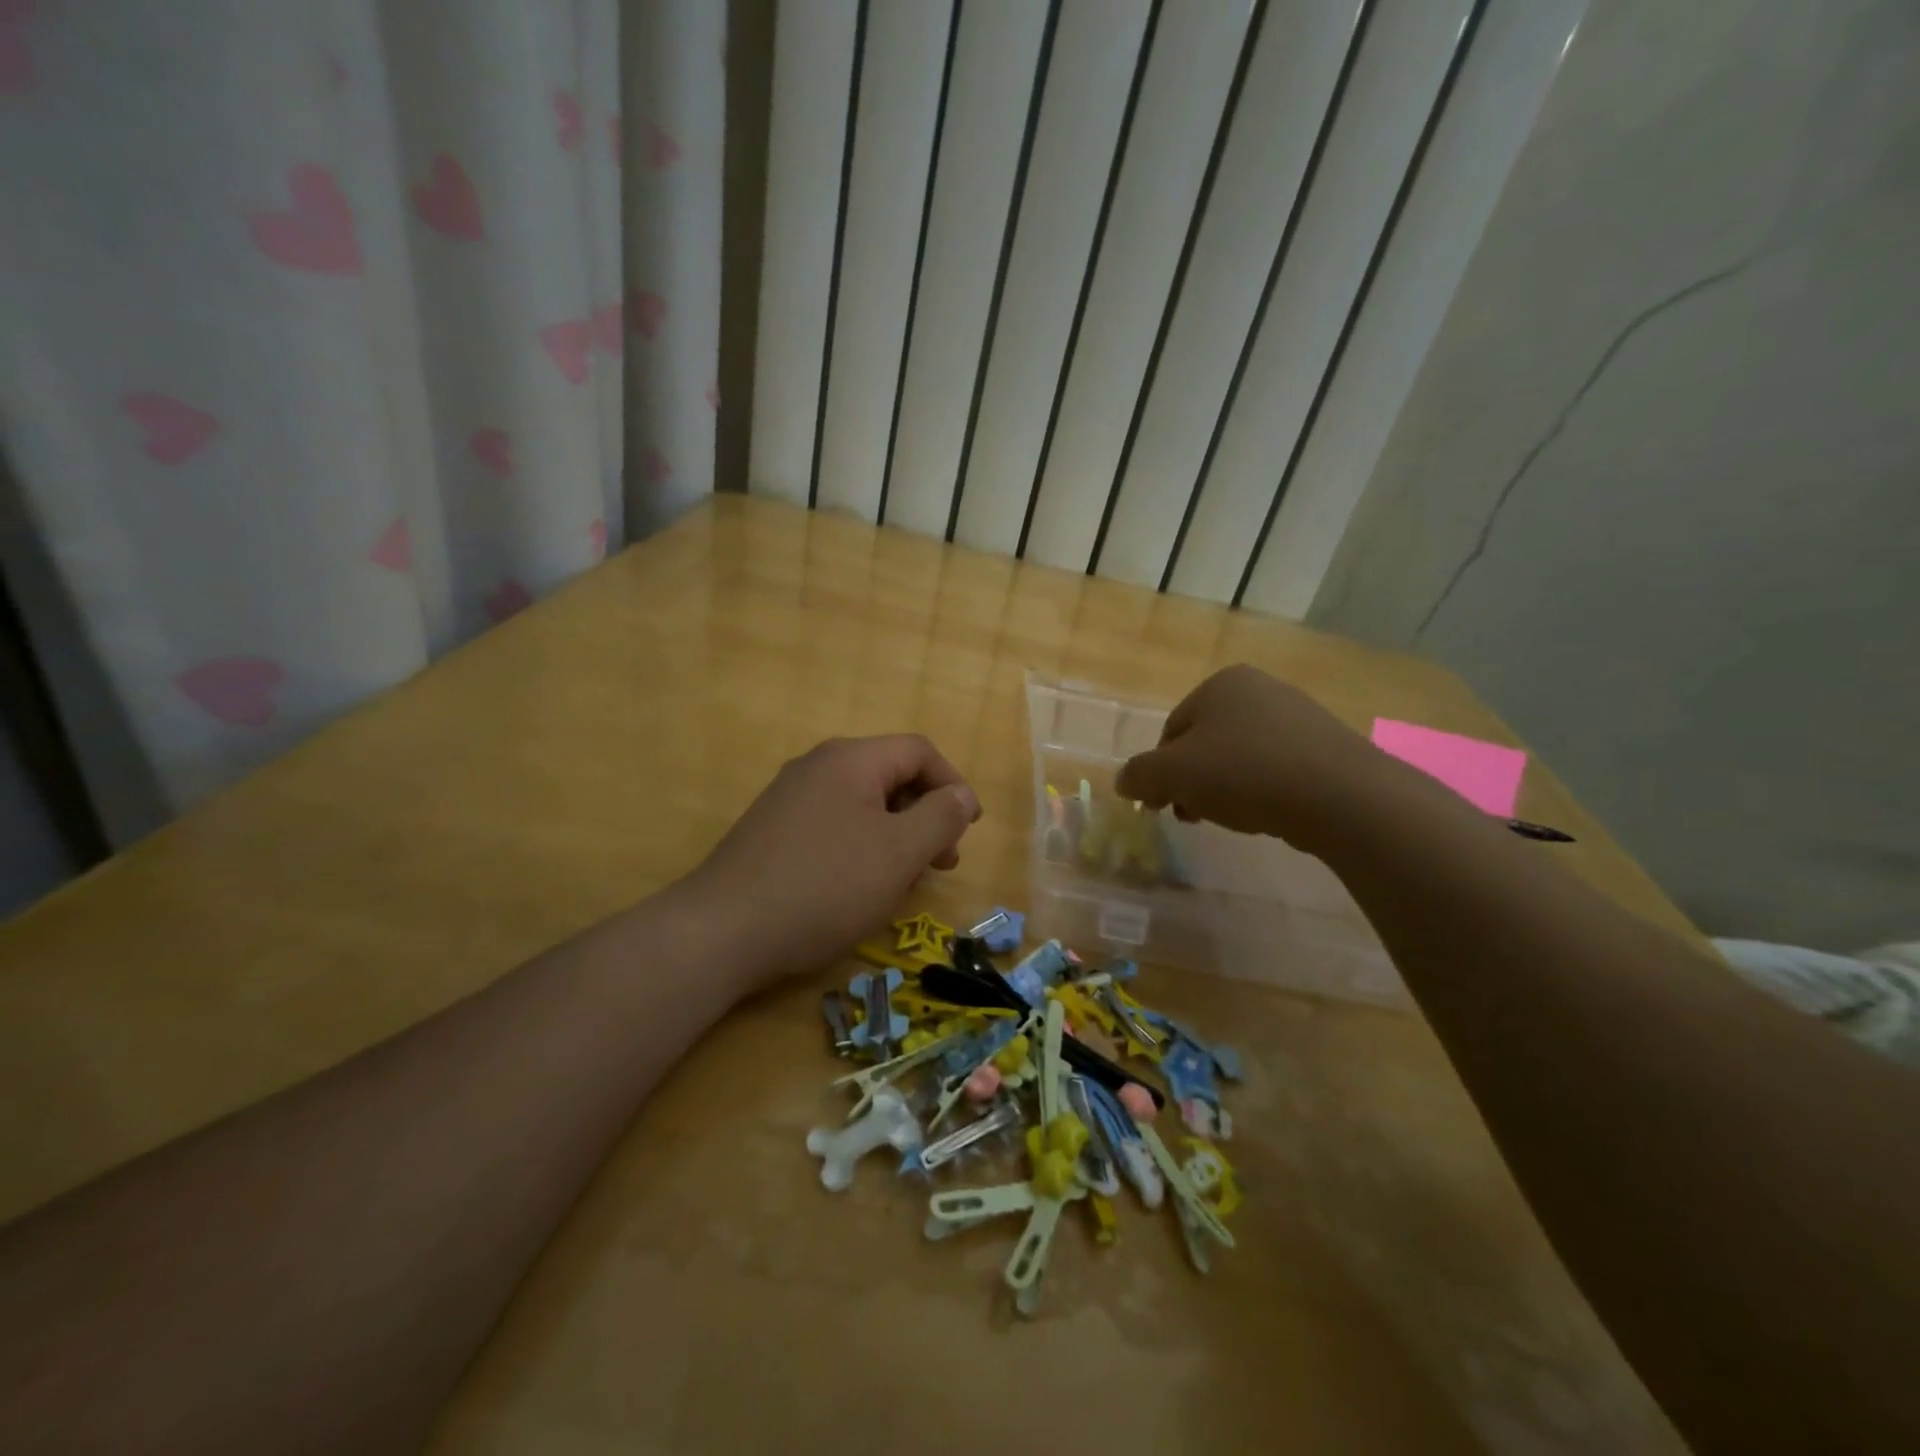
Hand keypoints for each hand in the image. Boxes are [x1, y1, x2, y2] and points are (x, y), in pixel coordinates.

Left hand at [682, 735, 980, 989]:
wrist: (723, 931)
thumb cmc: (825, 886)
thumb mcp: (899, 853)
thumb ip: (941, 817)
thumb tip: (962, 796)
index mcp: (851, 759)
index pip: (919, 751)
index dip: (953, 785)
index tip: (968, 830)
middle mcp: (818, 767)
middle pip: (890, 775)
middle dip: (926, 815)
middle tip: (943, 862)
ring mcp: (790, 798)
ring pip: (863, 804)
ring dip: (897, 835)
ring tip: (907, 880)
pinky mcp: (773, 831)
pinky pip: (834, 825)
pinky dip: (863, 846)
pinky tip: (863, 886)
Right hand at [1115, 665, 1383, 850]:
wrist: (1341, 796)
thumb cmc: (1245, 773)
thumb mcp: (1173, 775)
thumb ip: (1139, 776)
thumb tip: (1124, 782)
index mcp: (1221, 684)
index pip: (1171, 731)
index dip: (1160, 771)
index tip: (1164, 806)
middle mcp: (1260, 689)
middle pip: (1206, 743)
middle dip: (1193, 782)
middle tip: (1193, 816)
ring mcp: (1299, 715)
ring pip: (1241, 757)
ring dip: (1225, 789)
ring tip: (1233, 818)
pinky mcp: (1328, 746)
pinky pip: (1277, 768)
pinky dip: (1263, 790)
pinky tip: (1269, 814)